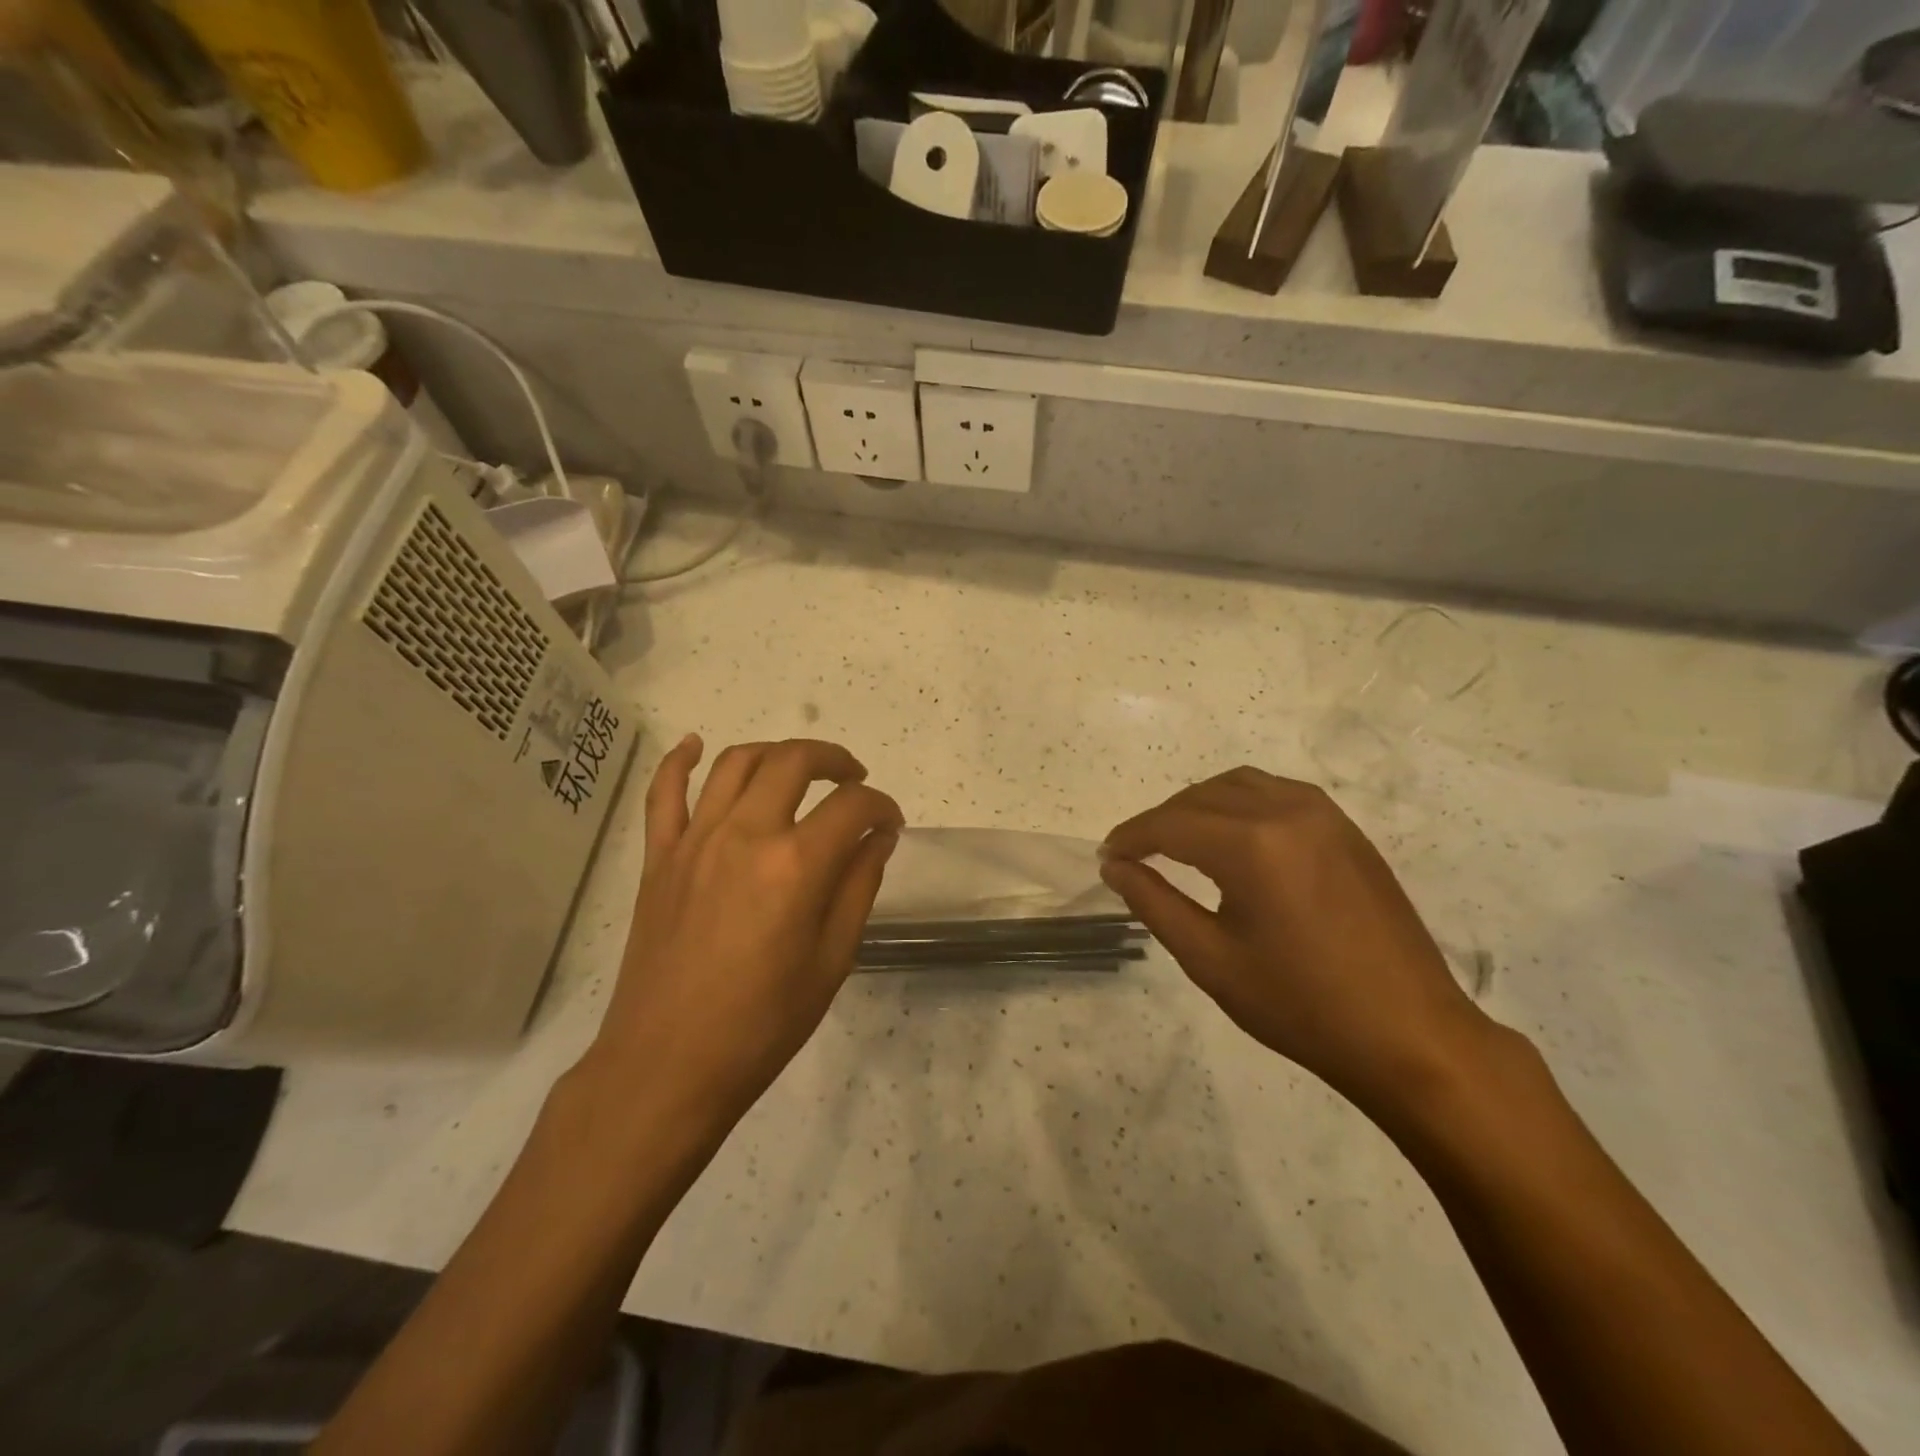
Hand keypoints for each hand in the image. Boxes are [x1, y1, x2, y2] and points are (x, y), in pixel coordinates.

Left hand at [584, 735, 903, 1123]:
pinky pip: (664, 792)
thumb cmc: (762, 1023)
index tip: (891, 824)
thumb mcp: (832, 960)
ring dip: (775, 752)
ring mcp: (695, 841)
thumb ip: (859, 886)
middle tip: (854, 779)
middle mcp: (745, 835)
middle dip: (834, 760)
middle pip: (794, 761)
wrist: (668, 1065)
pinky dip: (680, 760)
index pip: (852, 807)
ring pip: (736, 763)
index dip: (882, 807)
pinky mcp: (659, 857)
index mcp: (795, 866)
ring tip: (798, 768)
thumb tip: (879, 837)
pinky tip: (695, 745)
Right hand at [1100, 768, 1496, 1117]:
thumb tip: (1115, 867)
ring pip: (1239, 785)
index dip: (1131, 837)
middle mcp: (1287, 811)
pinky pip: (1277, 793)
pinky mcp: (1347, 829)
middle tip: (1135, 855)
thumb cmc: (1301, 1006)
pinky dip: (1240, 804)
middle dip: (1160, 820)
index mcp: (1253, 845)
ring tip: (1178, 842)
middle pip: (1201, 796)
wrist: (1410, 1035)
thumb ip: (1154, 903)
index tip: (1106, 857)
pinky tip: (1233, 839)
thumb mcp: (1211, 960)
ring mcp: (1324, 815)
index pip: (1171, 824)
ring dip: (1199, 805)